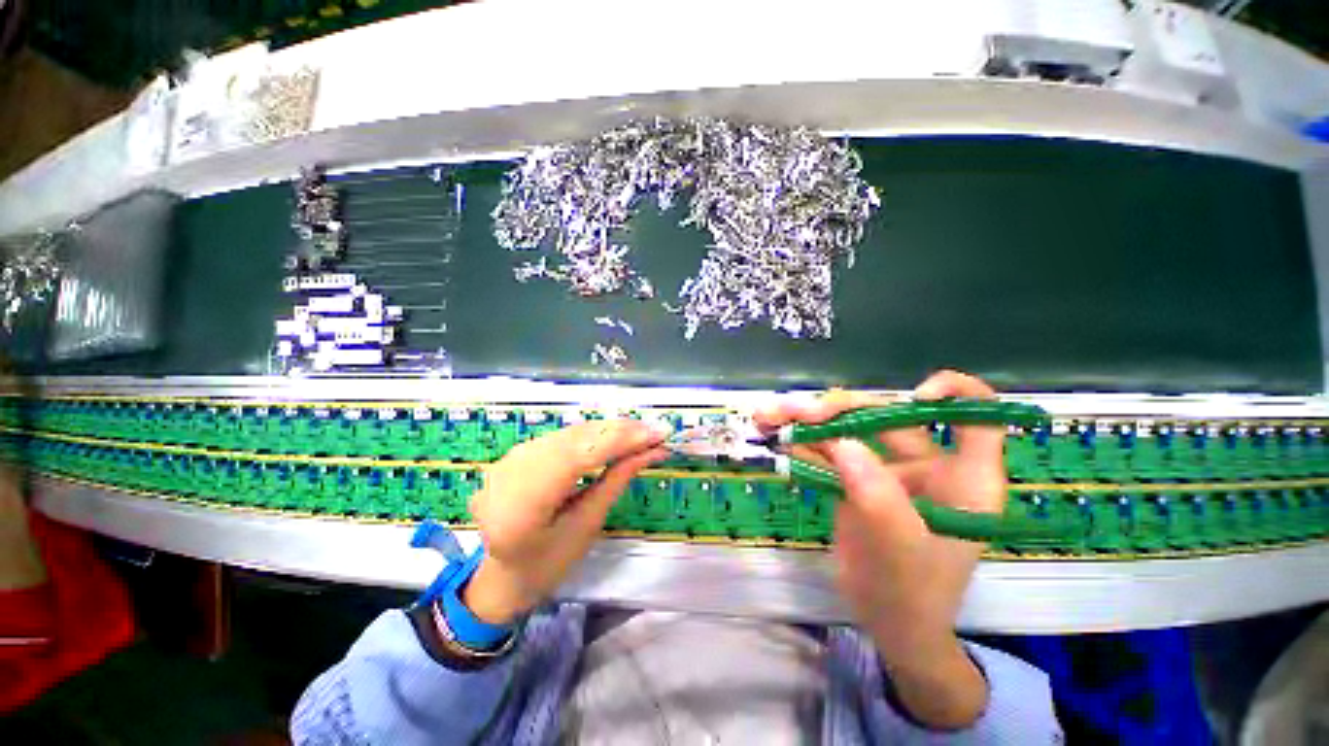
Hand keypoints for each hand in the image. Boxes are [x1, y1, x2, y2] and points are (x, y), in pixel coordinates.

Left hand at [462, 419, 669, 624]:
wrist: (502, 573)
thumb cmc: (548, 563)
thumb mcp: (587, 525)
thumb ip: (617, 480)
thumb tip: (652, 451)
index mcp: (522, 504)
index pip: (577, 456)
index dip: (620, 440)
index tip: (658, 434)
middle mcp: (510, 472)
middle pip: (574, 439)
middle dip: (619, 432)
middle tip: (656, 431)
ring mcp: (510, 458)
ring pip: (569, 432)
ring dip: (607, 430)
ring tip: (641, 432)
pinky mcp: (517, 453)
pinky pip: (561, 436)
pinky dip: (591, 434)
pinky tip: (613, 435)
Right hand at [755, 370, 1004, 727]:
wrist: (886, 623)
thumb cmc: (911, 592)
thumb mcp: (900, 549)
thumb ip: (877, 496)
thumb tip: (843, 443)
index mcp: (962, 478)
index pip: (978, 417)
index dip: (956, 393)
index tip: (915, 396)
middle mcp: (926, 464)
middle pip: (887, 416)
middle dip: (838, 409)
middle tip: (793, 412)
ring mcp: (887, 469)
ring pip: (849, 429)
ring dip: (807, 421)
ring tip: (769, 416)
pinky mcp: (856, 477)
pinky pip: (829, 450)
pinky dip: (802, 443)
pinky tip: (776, 437)